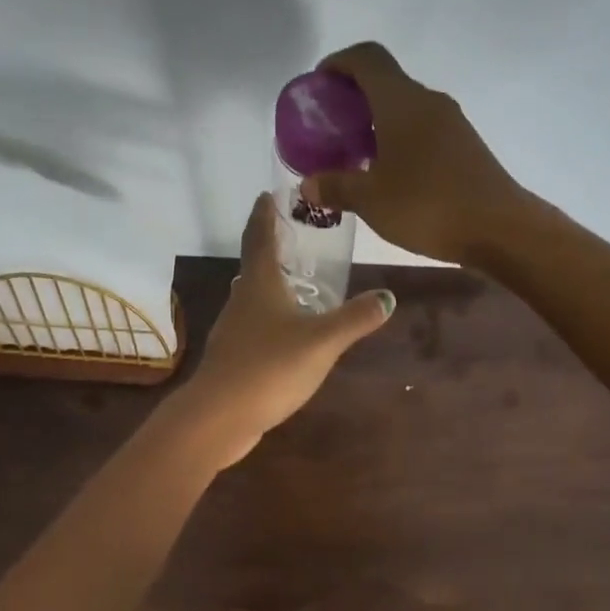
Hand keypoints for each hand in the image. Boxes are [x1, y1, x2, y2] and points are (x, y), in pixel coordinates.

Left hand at [170, 193, 394, 467]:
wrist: (221, 416)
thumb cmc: (270, 367)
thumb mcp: (322, 341)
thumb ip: (355, 319)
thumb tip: (389, 296)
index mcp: (260, 284)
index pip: (260, 236)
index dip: (265, 214)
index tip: (268, 194)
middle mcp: (241, 300)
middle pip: (254, 266)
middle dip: (271, 249)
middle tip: (294, 240)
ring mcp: (233, 331)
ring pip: (252, 299)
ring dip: (270, 287)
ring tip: (295, 285)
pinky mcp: (232, 359)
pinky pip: (253, 328)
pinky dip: (268, 320)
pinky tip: (284, 336)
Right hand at [306, 41, 534, 265]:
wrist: (499, 228)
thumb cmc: (428, 206)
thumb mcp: (371, 200)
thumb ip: (336, 187)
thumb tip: (308, 185)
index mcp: (401, 101)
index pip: (366, 58)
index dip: (338, 64)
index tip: (319, 87)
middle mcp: (428, 102)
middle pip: (386, 83)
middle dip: (354, 101)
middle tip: (331, 132)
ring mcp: (452, 124)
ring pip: (406, 111)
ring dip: (378, 125)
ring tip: (356, 158)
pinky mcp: (465, 148)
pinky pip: (423, 133)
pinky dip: (400, 143)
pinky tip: (391, 177)